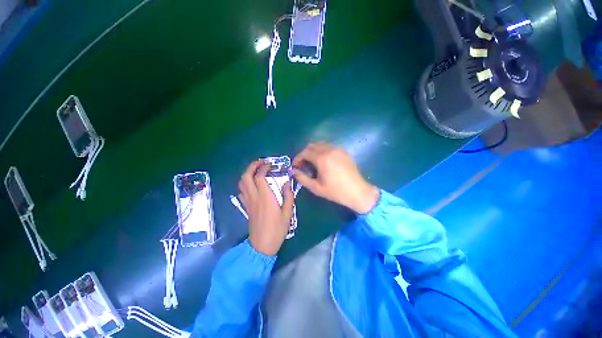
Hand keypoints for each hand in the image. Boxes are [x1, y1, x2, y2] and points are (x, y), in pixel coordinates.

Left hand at [238, 161, 294, 255]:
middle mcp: (254, 196)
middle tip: (260, 163)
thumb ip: (288, 195)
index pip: (260, 176)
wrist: (262, 244)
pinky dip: (245, 184)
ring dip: (247, 174)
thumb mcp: (288, 212)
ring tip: (256, 171)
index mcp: (265, 196)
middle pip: (246, 176)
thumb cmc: (277, 228)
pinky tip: (252, 185)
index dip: (264, 167)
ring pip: (241, 183)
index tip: (270, 164)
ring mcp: (248, 201)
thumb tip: (287, 183)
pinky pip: (241, 192)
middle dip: (252, 166)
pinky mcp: (246, 207)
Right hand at [292, 143, 379, 213]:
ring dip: (313, 151)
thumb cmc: (336, 192)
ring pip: (320, 144)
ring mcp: (338, 149)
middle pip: (312, 146)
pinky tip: (323, 160)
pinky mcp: (344, 151)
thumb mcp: (316, 188)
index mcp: (322, 159)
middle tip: (303, 164)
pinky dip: (322, 150)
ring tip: (312, 162)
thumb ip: (302, 178)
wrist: (357, 192)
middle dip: (304, 153)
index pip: (305, 152)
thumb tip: (293, 171)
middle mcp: (329, 150)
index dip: (298, 158)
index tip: (296, 166)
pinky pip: (329, 146)